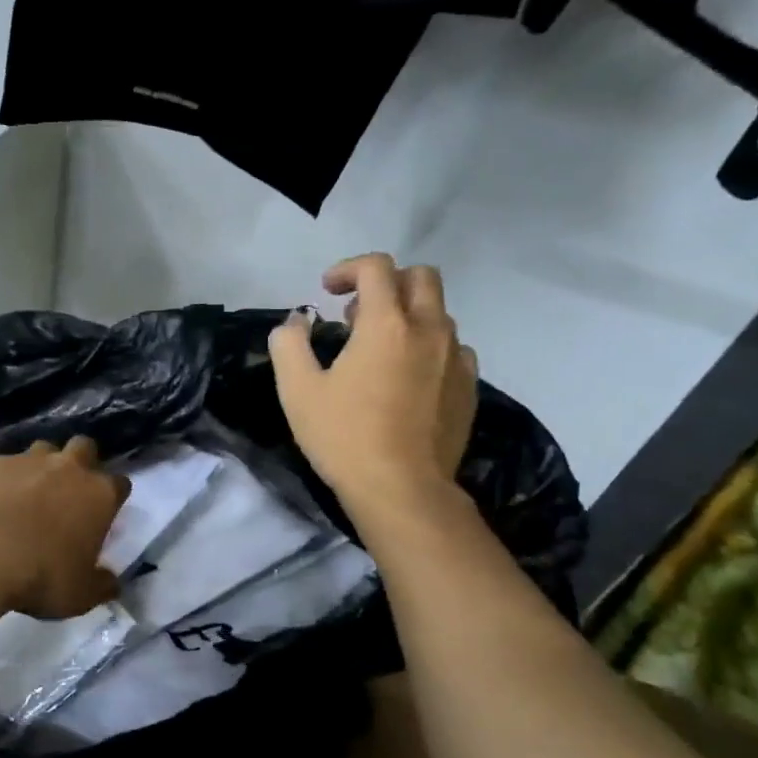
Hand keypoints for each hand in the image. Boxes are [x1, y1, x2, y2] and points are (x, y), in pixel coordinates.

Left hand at [0, 437, 130, 619]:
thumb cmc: (42, 576)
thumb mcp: (81, 595)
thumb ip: (101, 584)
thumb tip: (111, 582)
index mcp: (99, 495)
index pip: (119, 484)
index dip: (112, 496)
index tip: (103, 513)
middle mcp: (68, 468)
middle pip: (84, 448)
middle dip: (81, 462)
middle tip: (68, 490)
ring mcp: (27, 460)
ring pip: (42, 449)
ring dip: (41, 467)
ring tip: (28, 494)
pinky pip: (3, 465)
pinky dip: (2, 479)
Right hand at [269, 253, 478, 521]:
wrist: (402, 489)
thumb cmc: (344, 437)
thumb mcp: (297, 391)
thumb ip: (289, 345)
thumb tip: (296, 321)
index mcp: (387, 323)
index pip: (376, 267)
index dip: (348, 269)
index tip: (327, 291)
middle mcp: (429, 329)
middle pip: (421, 277)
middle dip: (388, 282)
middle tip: (358, 314)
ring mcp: (456, 358)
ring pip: (439, 314)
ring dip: (409, 316)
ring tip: (381, 348)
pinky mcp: (469, 387)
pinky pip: (454, 349)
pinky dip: (430, 348)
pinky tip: (410, 377)